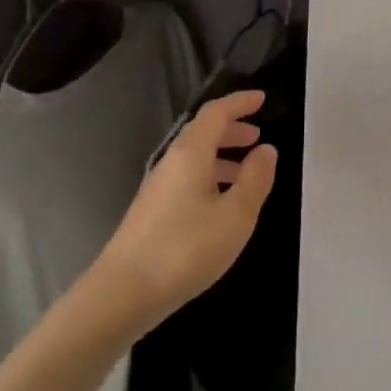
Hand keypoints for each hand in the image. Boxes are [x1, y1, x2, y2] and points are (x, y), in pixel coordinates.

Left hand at [94, 89, 278, 332]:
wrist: (124, 292)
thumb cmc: (186, 248)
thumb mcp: (235, 215)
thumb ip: (255, 179)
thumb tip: (266, 149)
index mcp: (190, 153)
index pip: (216, 113)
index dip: (239, 102)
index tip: (262, 98)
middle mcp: (171, 162)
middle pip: (202, 133)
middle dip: (232, 129)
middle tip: (258, 135)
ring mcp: (158, 187)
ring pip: (194, 158)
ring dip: (222, 155)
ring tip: (248, 170)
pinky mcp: (153, 211)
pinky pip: (187, 178)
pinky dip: (210, 176)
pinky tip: (222, 203)